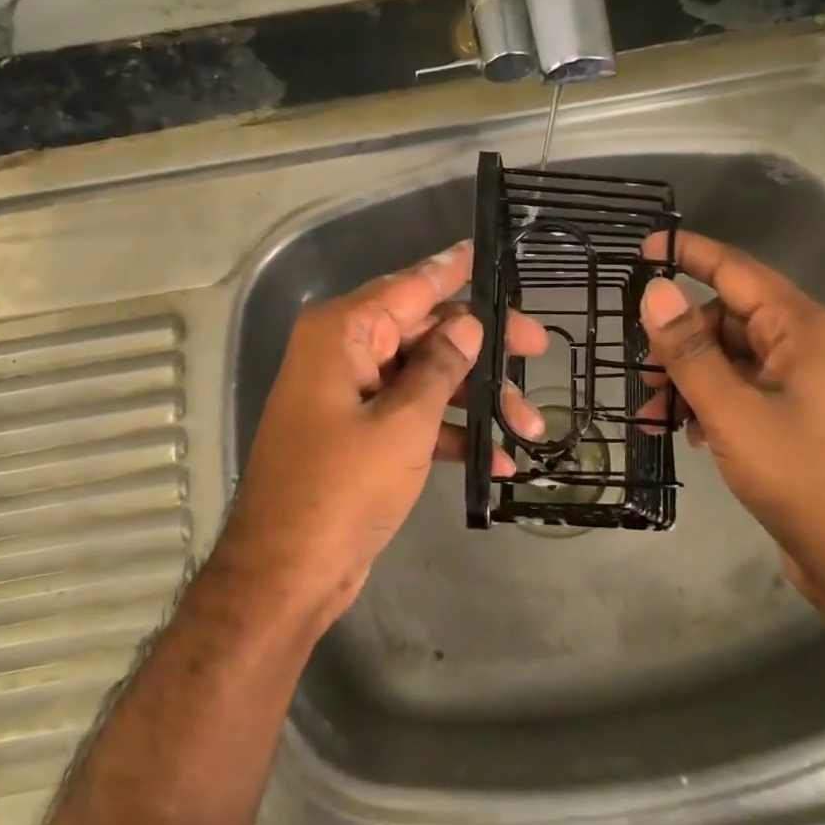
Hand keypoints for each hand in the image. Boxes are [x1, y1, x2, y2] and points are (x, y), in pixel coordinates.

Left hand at [218, 240, 547, 624]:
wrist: (285, 575)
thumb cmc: (341, 489)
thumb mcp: (402, 424)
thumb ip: (440, 366)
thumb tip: (467, 322)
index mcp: (343, 333)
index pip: (410, 286)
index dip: (453, 269)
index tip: (487, 250)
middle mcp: (345, 354)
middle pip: (425, 331)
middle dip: (483, 347)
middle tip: (539, 347)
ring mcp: (353, 395)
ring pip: (426, 377)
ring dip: (476, 400)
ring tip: (532, 428)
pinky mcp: (361, 434)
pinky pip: (414, 417)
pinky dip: (451, 433)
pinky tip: (498, 461)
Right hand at [636, 229, 824, 605]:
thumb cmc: (802, 476)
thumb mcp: (732, 411)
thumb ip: (689, 350)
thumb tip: (653, 293)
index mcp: (803, 328)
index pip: (736, 271)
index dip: (690, 254)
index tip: (646, 246)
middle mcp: (810, 346)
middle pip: (729, 319)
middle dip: (679, 343)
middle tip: (641, 376)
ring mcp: (808, 384)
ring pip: (733, 360)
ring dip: (690, 380)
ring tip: (656, 416)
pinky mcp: (802, 418)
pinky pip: (746, 391)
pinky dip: (712, 404)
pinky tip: (690, 435)